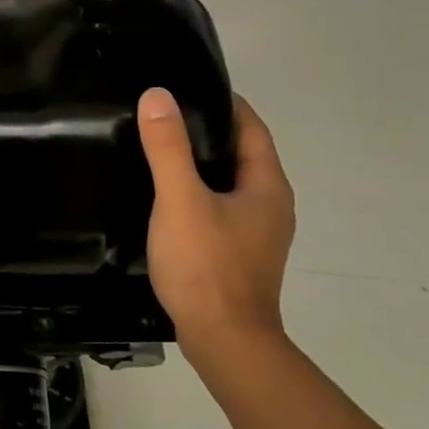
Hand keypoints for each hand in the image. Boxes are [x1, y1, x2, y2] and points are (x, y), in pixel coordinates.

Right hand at [137, 88, 294, 361]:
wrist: (225, 342)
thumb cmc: (207, 266)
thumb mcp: (181, 200)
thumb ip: (167, 148)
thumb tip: (158, 95)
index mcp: (266, 185)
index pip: (250, 126)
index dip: (222, 102)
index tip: (184, 86)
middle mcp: (270, 204)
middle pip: (241, 153)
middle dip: (206, 131)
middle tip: (161, 115)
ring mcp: (257, 233)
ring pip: (228, 183)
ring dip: (200, 164)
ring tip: (157, 150)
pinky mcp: (239, 254)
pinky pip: (219, 208)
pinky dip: (197, 192)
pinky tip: (165, 198)